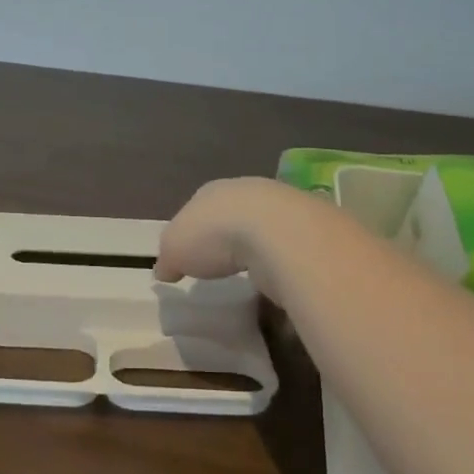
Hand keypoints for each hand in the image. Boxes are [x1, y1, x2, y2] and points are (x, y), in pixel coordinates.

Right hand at [155, 177, 299, 288]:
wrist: (279, 232)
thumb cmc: (216, 234)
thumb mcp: (175, 248)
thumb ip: (168, 258)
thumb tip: (164, 269)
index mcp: (212, 191)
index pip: (199, 207)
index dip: (193, 230)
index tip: (191, 254)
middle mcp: (248, 192)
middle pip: (234, 216)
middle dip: (229, 237)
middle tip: (223, 265)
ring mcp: (283, 209)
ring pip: (265, 230)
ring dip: (259, 250)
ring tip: (253, 277)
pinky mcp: (309, 232)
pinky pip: (288, 251)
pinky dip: (282, 265)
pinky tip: (278, 282)